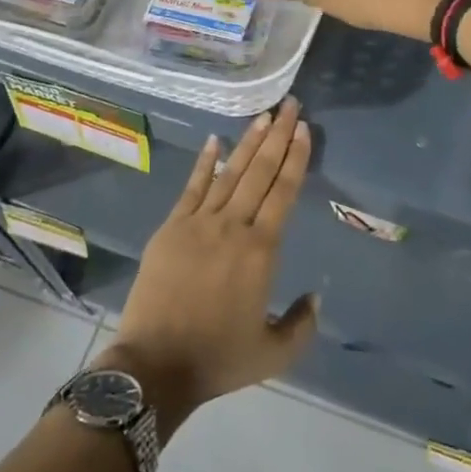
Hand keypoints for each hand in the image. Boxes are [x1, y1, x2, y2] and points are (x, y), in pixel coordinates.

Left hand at [103, 99, 316, 435]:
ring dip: (248, 143)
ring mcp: (199, 223)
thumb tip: (315, 297)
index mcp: (261, 250)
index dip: (295, 157)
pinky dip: (205, 163)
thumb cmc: (217, 359)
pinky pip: (192, 188)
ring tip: (262, 116)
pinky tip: (215, 141)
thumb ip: (301, 325)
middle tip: (290, 105)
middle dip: (278, 135)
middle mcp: (233, 226)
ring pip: (230, 173)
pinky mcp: (172, 228)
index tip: (303, 128)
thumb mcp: (273, 354)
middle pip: (260, 171)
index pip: (283, 191)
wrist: (155, 366)